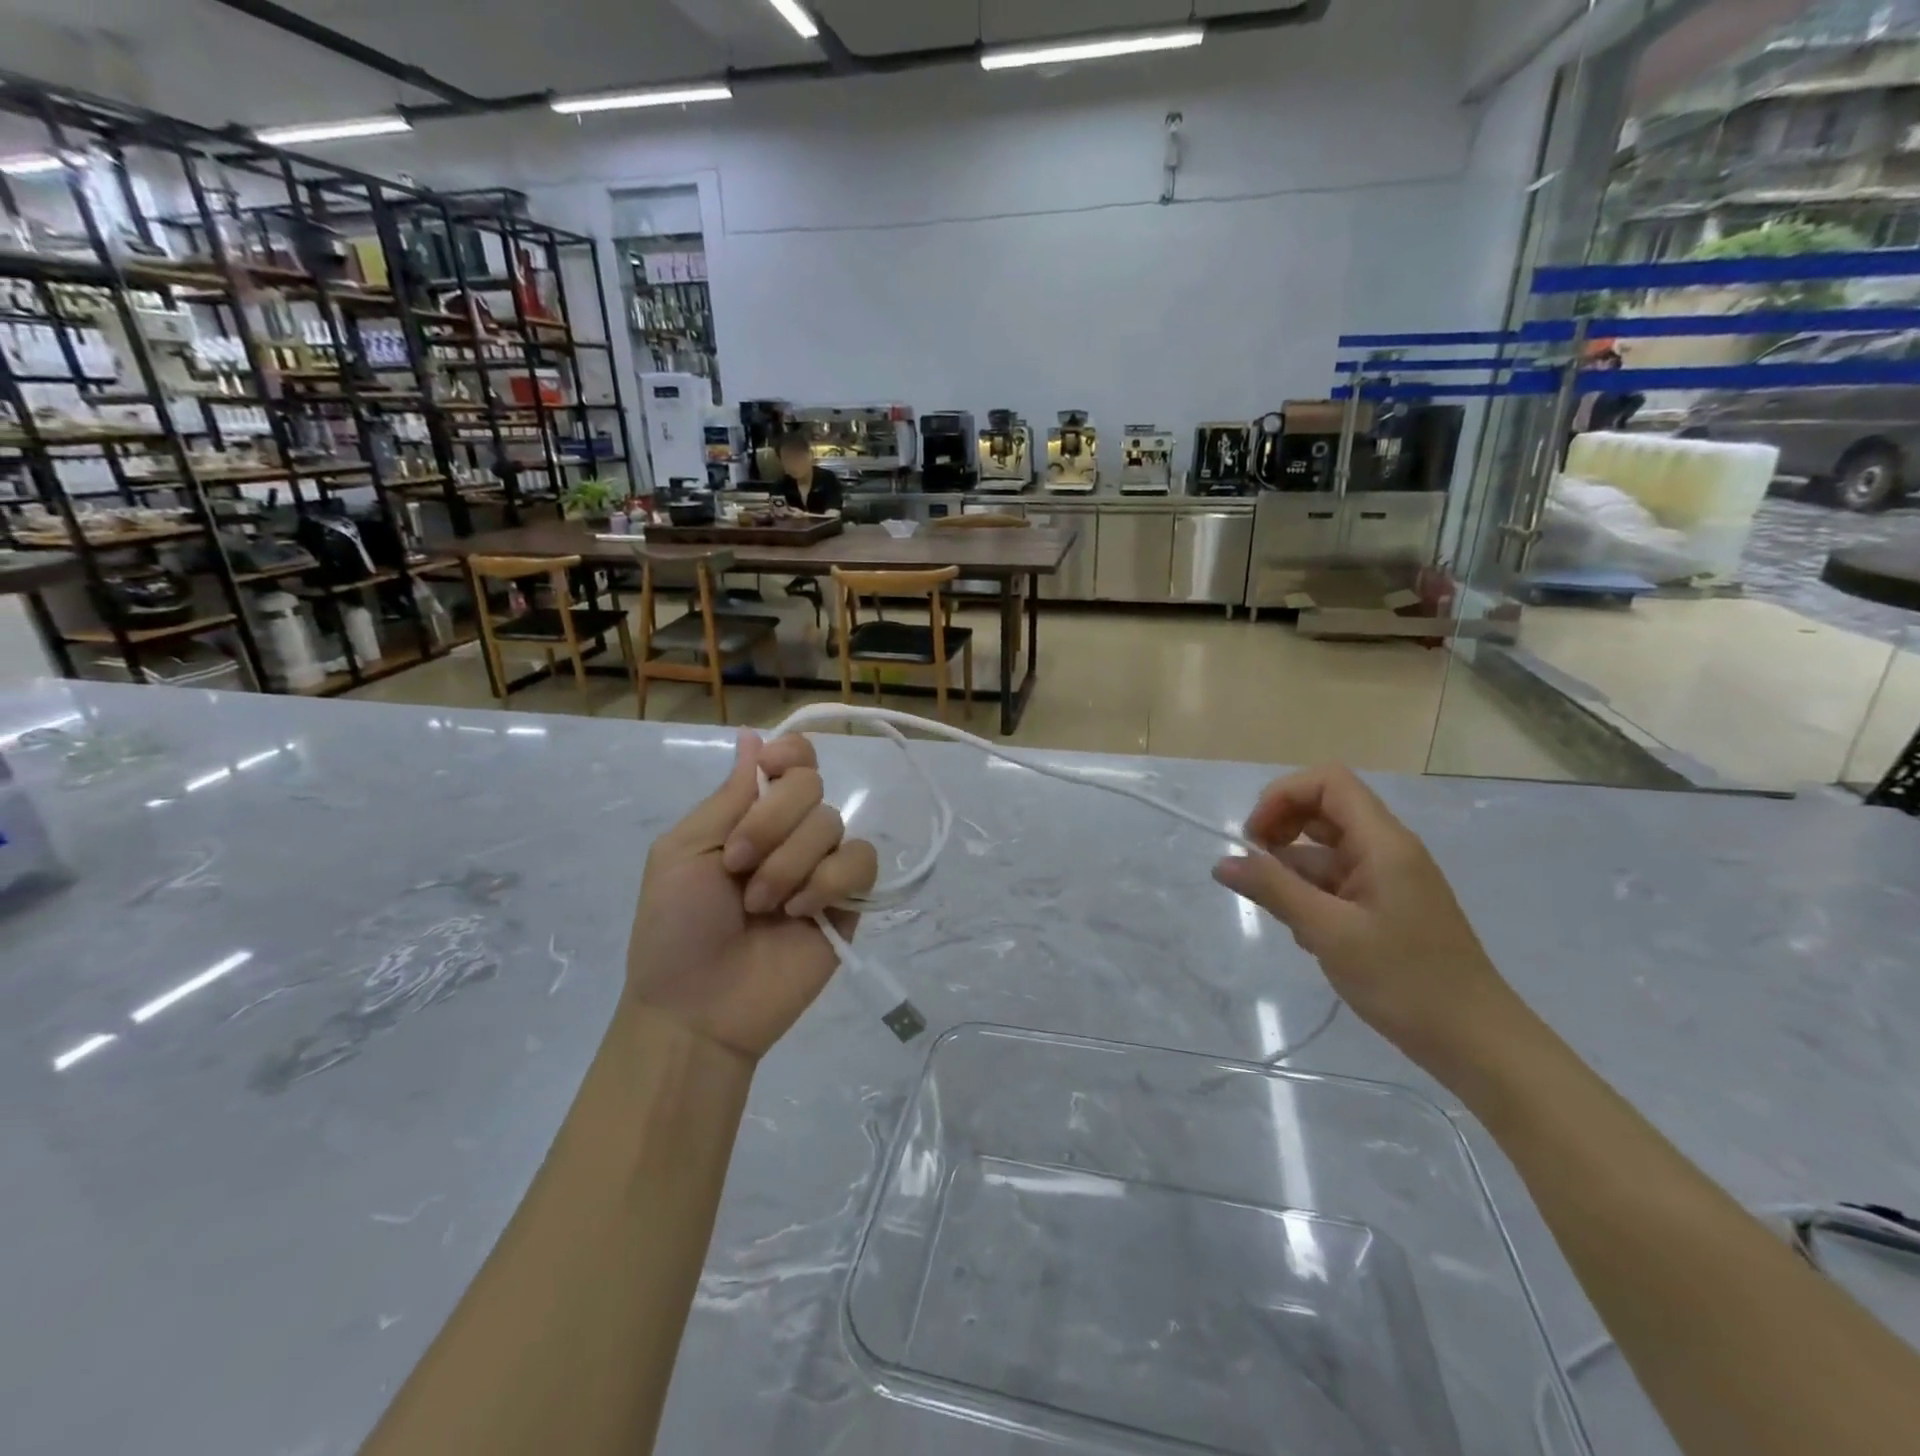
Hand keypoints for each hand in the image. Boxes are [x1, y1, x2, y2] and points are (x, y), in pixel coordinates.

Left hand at [628, 731, 878, 1062]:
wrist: (698, 1008)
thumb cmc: (674, 928)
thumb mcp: (682, 852)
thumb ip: (728, 796)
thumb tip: (753, 735)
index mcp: (749, 814)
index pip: (792, 758)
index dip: (789, 755)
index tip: (768, 773)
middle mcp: (790, 832)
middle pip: (812, 784)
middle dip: (772, 822)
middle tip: (737, 865)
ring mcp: (821, 866)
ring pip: (833, 824)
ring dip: (791, 863)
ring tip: (762, 906)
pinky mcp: (848, 901)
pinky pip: (861, 862)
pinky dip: (829, 881)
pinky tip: (800, 912)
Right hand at [1212, 764, 1516, 1069]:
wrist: (1475, 1042)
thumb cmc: (1405, 980)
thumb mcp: (1329, 933)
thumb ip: (1274, 890)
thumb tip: (1222, 862)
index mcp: (1383, 842)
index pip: (1328, 782)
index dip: (1283, 795)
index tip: (1255, 836)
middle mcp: (1387, 850)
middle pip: (1323, 811)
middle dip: (1282, 830)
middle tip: (1255, 866)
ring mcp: (1388, 878)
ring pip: (1325, 851)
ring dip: (1293, 872)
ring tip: (1285, 916)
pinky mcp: (1386, 906)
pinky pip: (1337, 882)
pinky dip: (1311, 896)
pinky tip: (1308, 936)